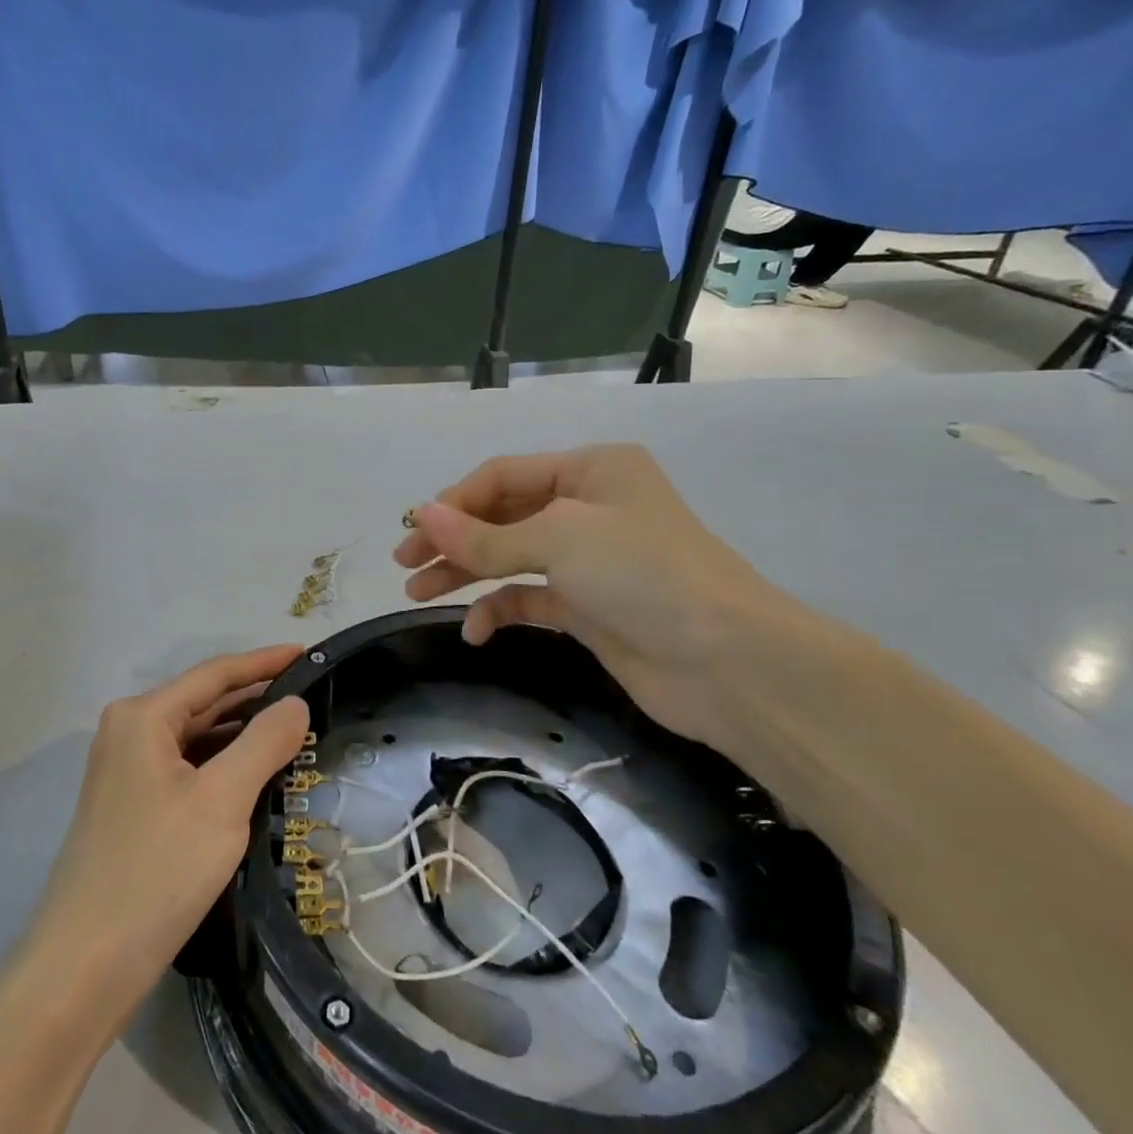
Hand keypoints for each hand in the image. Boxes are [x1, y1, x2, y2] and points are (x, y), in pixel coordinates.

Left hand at [23, 646, 310, 1024]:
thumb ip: (264, 742)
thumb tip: (294, 703)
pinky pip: (187, 769)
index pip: (215, 674)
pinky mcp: (133, 808)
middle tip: (311, 696)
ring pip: (196, 739)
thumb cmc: (156, 870)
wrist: (84, 968)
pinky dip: (223, 766)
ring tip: (295, 733)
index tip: (309, 652)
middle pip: (203, 702)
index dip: (264, 662)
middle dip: (256, 698)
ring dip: (242, 735)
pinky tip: (256, 776)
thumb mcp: (222, 800)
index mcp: (142, 716)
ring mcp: (127, 772)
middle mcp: (129, 732)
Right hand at [393, 445, 798, 757]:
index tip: (415, 534)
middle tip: (405, 568)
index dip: (454, 502)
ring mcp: (589, 560)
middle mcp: (588, 507)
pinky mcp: (589, 607)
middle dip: (452, 540)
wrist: (727, 663)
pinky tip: (475, 630)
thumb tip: (422, 515)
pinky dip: (499, 609)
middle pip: (501, 516)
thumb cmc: (643, 574)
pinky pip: (529, 598)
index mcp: (590, 470)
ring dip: (465, 574)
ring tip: (418, 596)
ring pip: (510, 558)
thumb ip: (484, 535)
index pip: (502, 475)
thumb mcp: (557, 540)